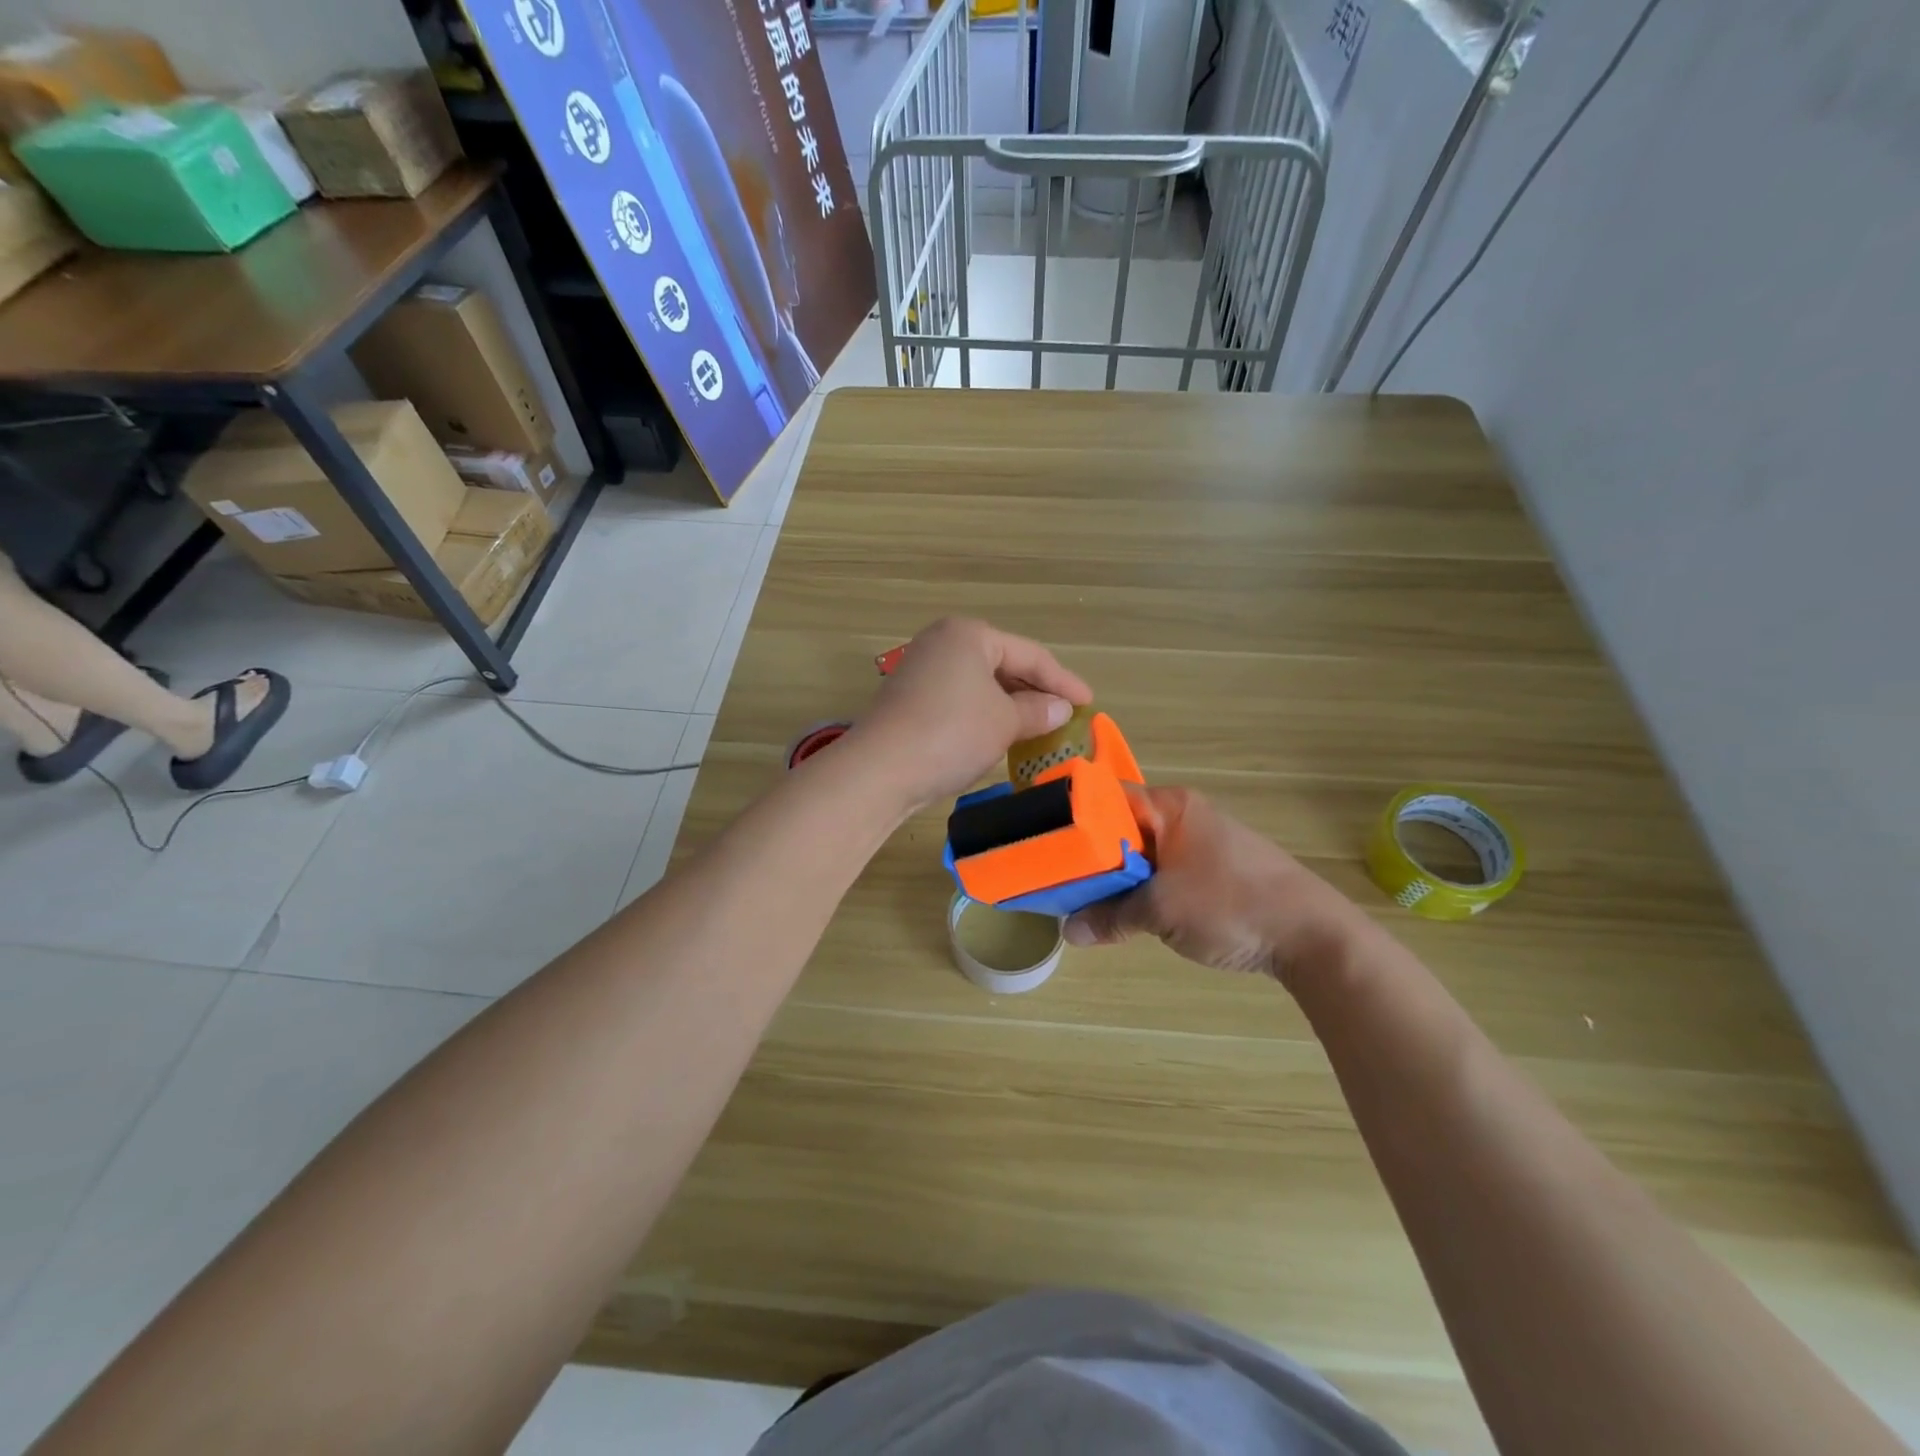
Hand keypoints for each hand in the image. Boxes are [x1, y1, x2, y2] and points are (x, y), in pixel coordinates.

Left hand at [848, 617, 1092, 812]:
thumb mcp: (1004, 722)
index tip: (1089, 702)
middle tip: (1065, 713)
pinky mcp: (910, 699)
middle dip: (1035, 690)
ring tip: (1039, 726)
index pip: (1029, 654)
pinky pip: (960, 700)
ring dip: (1010, 705)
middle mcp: (942, 643)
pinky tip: (1000, 734)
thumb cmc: (952, 733)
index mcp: (969, 634)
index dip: (1062, 680)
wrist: (881, 770)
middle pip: (1002, 664)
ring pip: (980, 684)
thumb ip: (1037, 711)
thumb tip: (1059, 708)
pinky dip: (984, 714)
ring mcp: (921, 670)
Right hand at [1064, 785, 1364, 990]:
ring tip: (1086, 901)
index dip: (1073, 818)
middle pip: (1122, 827)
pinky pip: (1164, 872)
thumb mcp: (1161, 911)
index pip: (1107, 797)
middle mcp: (1184, 815)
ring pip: (1142, 853)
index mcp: (1171, 806)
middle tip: (1059, 882)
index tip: (1043, 844)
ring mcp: (1202, 843)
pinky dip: (1143, 888)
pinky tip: (1129, 912)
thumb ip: (1111, 916)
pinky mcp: (1215, 871)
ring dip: (1118, 877)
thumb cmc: (1231, 904)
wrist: (1312, 934)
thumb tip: (1069, 932)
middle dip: (1092, 856)